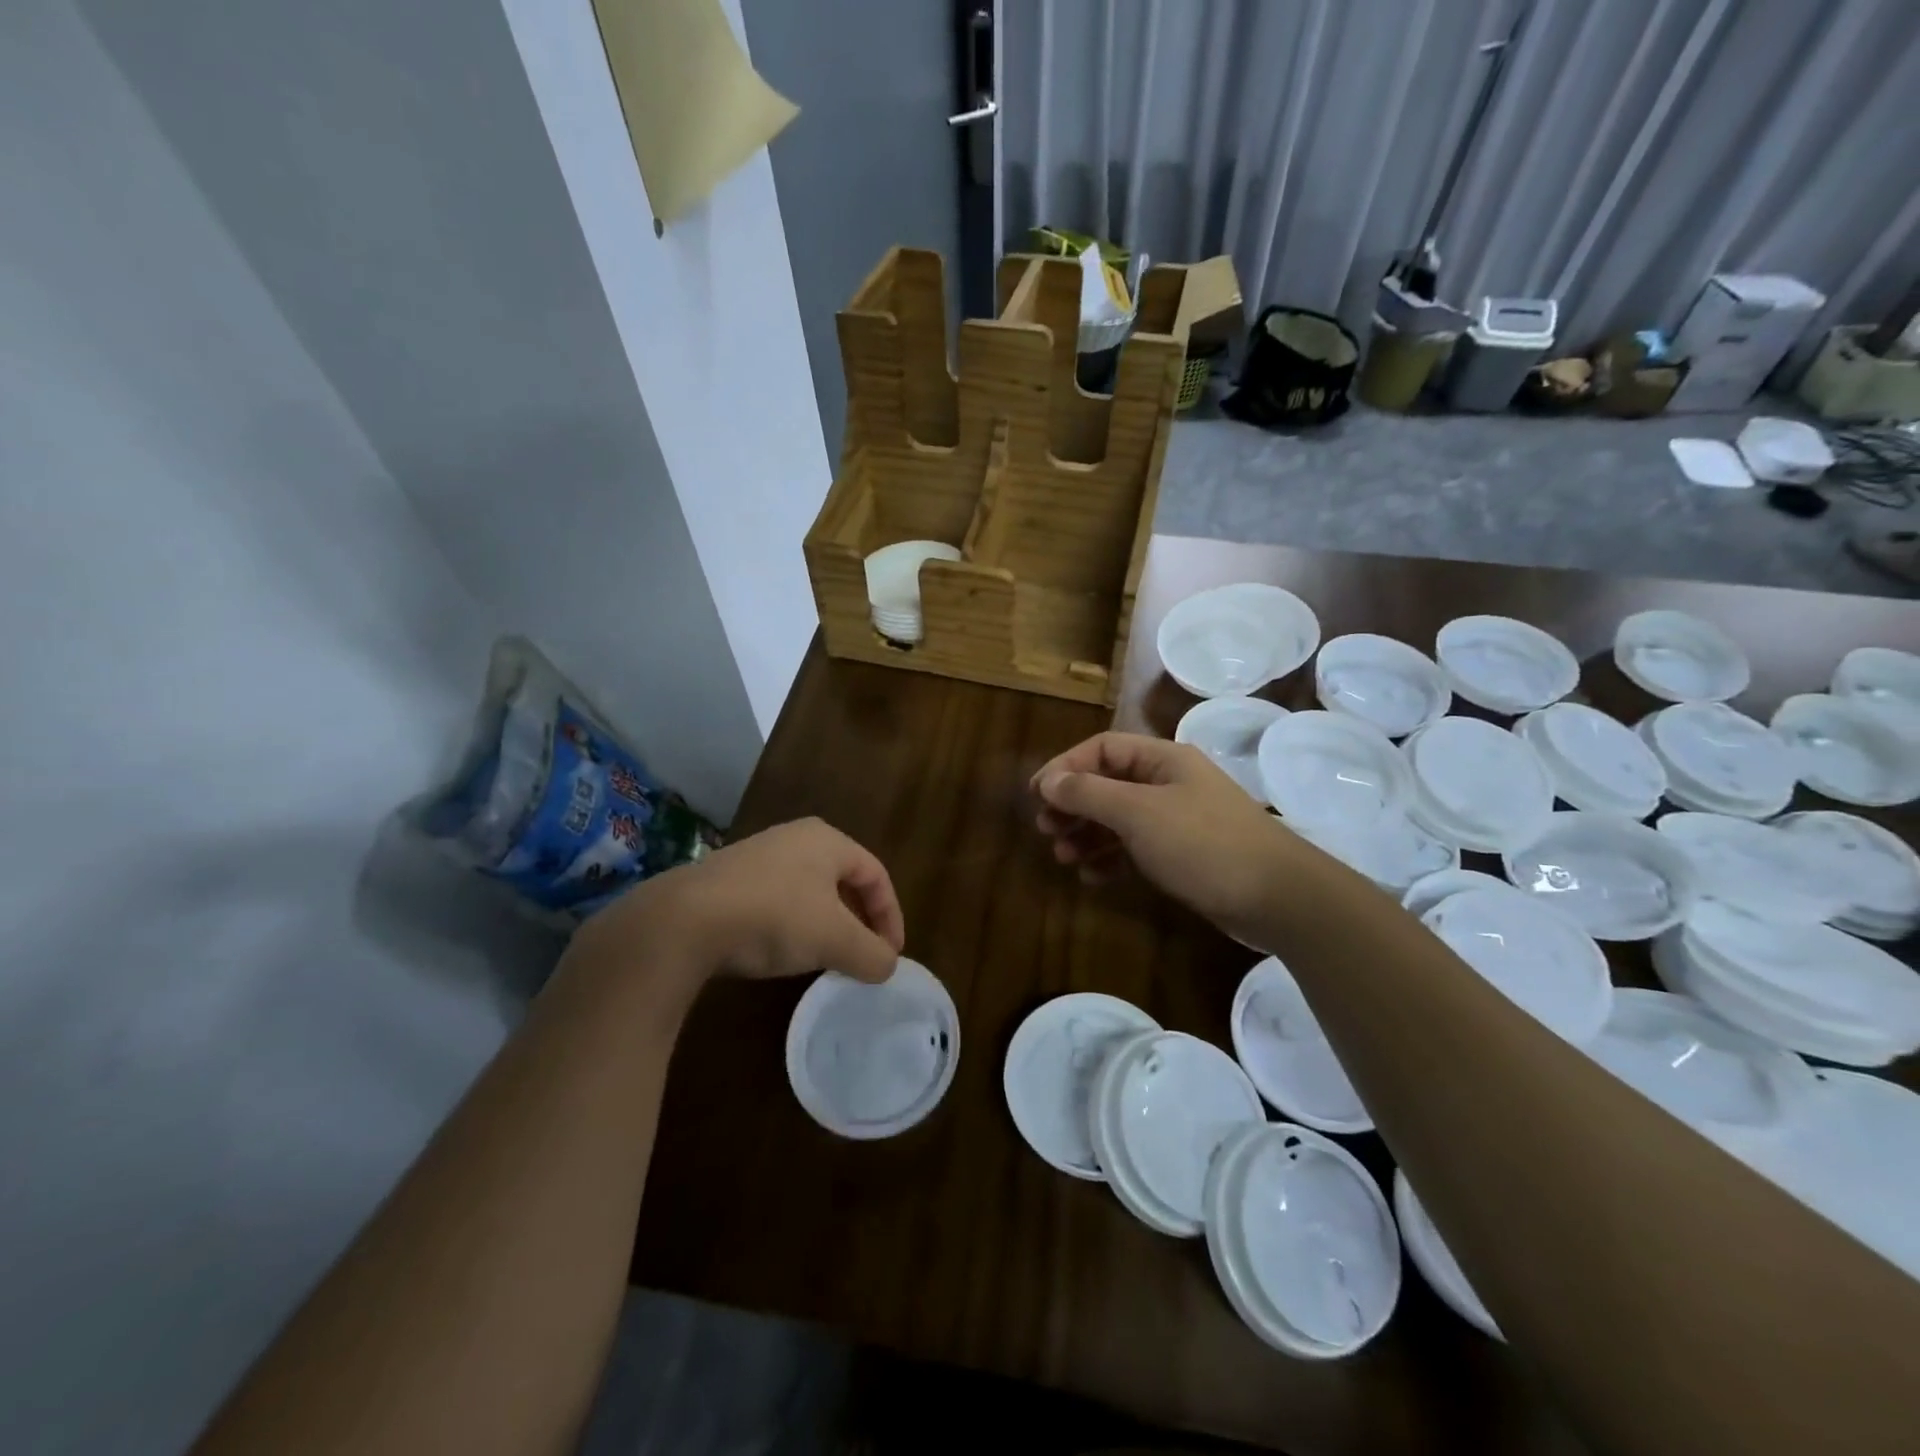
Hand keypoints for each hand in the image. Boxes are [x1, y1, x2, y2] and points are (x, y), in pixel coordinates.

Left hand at [569, 819, 903, 991]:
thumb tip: (886, 967)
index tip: (891, 956)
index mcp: (827, 840)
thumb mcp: (834, 940)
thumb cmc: (773, 917)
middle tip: (864, 955)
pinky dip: (791, 926)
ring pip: (808, 891)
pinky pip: (775, 900)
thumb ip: (871, 954)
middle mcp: (794, 838)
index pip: (876, 874)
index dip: (890, 916)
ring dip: (825, 925)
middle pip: (843, 880)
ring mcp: (756, 857)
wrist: (682, 921)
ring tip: (826, 959)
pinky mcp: (726, 880)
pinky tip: (781, 953)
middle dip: (859, 920)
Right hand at [1032, 732, 1301, 945]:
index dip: (1065, 767)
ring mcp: (1177, 818)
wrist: (1277, 897)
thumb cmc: (1203, 843)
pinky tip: (1094, 877)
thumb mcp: (1138, 814)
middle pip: (1107, 783)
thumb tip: (1048, 781)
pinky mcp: (1183, 853)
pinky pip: (1135, 847)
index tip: (1037, 796)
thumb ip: (1089, 794)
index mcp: (1162, 759)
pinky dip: (1111, 857)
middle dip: (1073, 805)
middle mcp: (1169, 782)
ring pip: (1118, 818)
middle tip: (1046, 829)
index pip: (1101, 749)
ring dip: (1087, 834)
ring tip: (1063, 856)